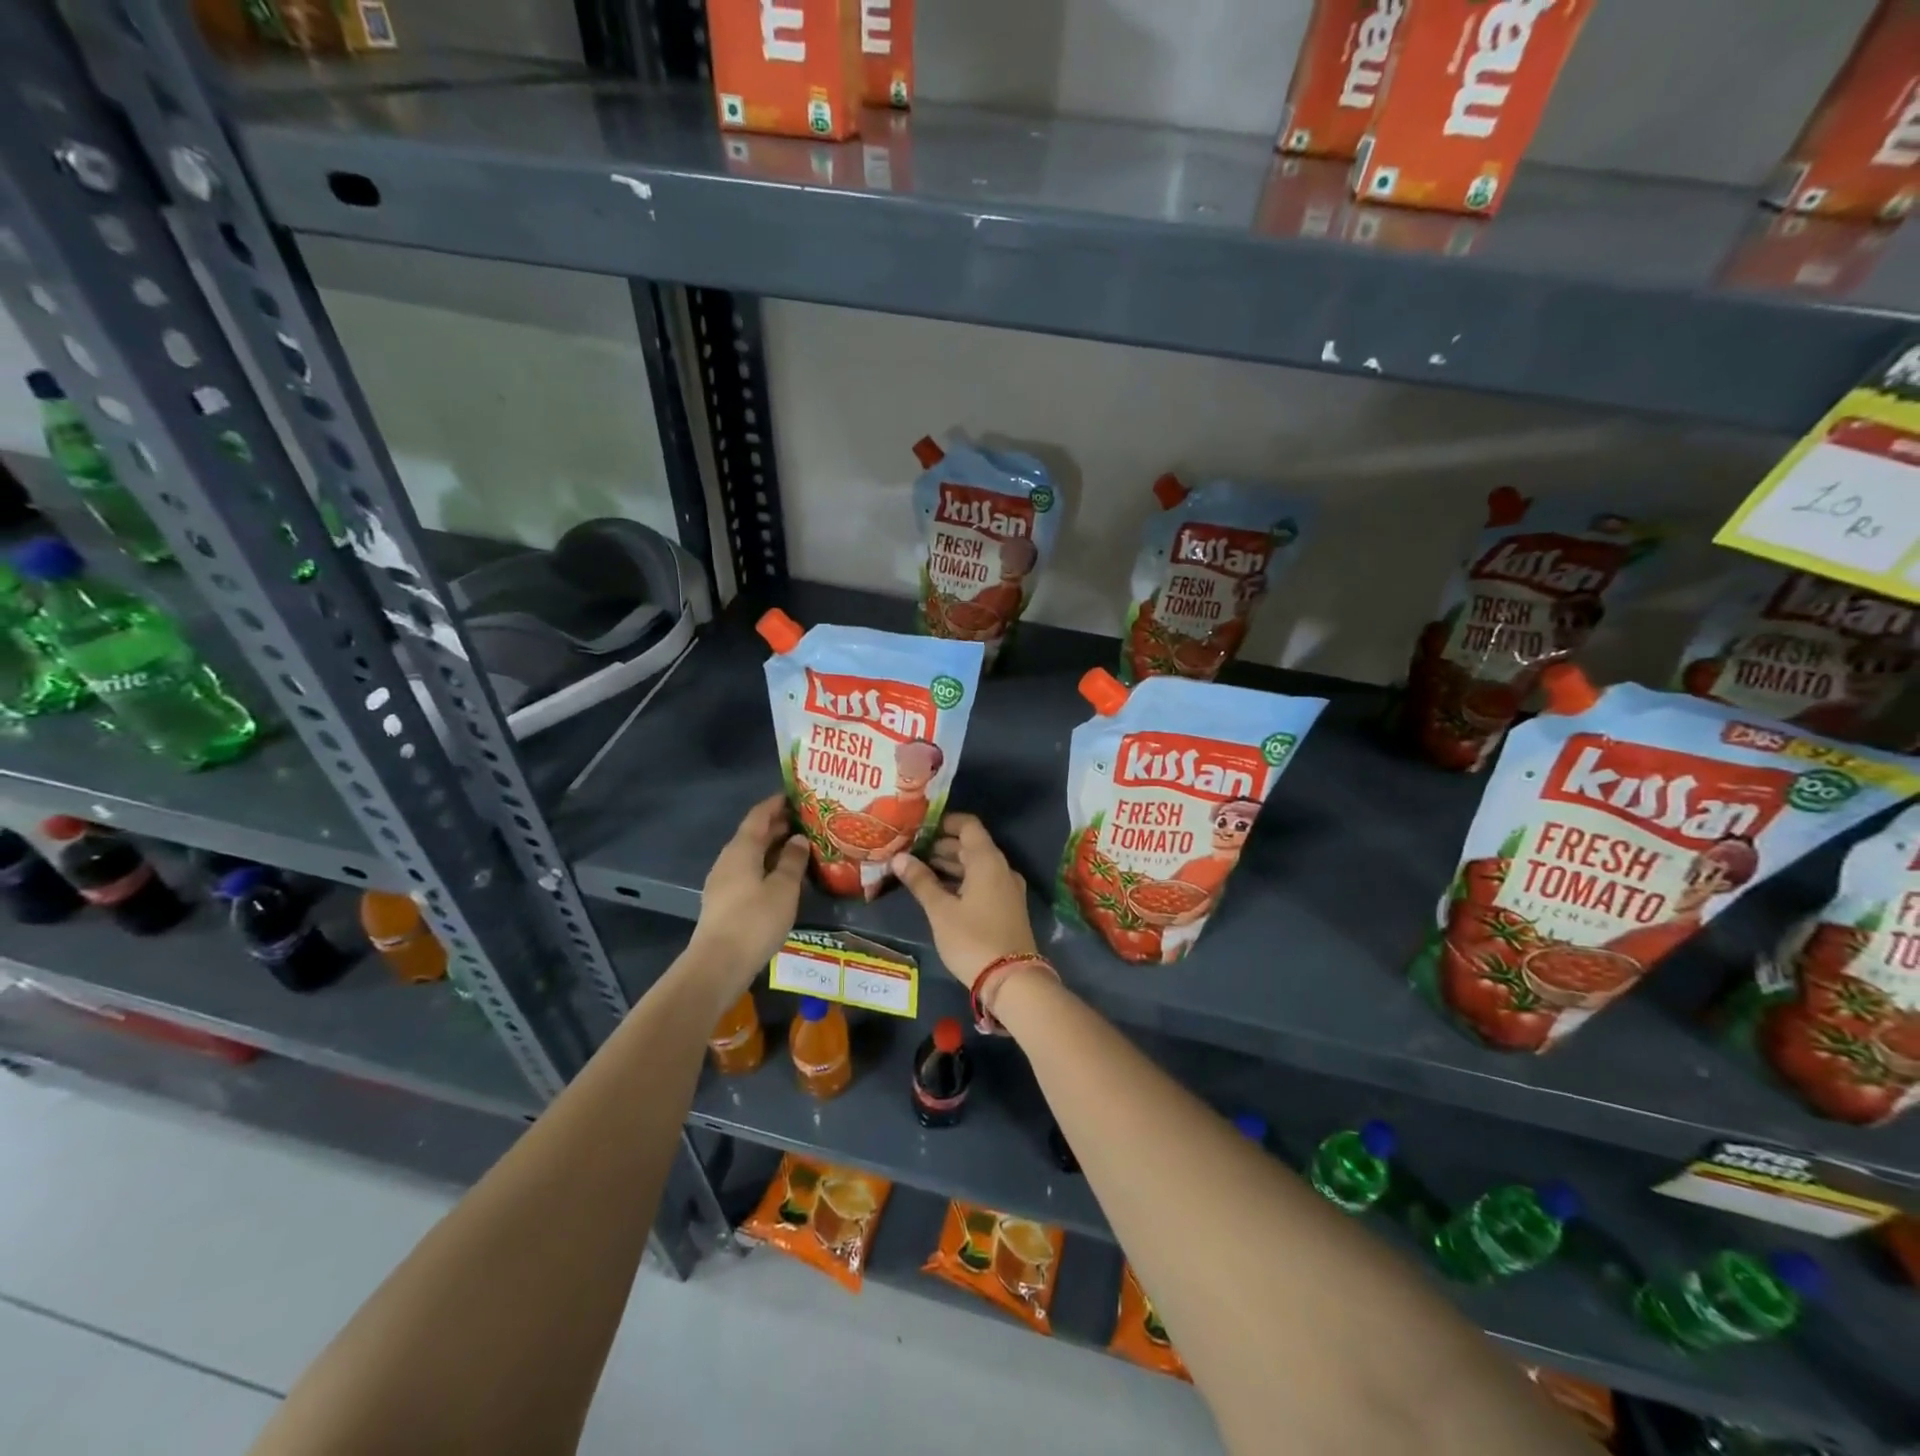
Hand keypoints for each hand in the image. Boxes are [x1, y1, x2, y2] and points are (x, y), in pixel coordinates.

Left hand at [688, 794, 809, 990]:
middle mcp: (728, 859)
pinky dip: (765, 866)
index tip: (797, 796)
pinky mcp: (723, 901)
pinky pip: (747, 872)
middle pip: (753, 834)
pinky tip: (782, 877)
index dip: (776, 803)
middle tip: (806, 822)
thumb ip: (793, 861)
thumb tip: (799, 839)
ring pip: (750, 854)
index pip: (759, 815)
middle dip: (778, 826)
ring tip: (800, 848)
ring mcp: (722, 881)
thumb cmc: (754, 921)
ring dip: (773, 848)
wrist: (717, 965)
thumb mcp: (783, 889)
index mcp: (742, 849)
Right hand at [890, 813, 1036, 985]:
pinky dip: (962, 880)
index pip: (968, 825)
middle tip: (912, 851)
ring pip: (977, 865)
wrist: (1012, 980)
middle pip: (972, 845)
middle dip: (942, 845)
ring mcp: (1007, 888)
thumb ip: (920, 881)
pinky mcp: (1008, 907)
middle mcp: (1001, 868)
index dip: (944, 822)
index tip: (920, 828)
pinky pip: (983, 882)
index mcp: (987, 860)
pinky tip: (941, 891)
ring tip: (920, 870)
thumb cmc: (972, 939)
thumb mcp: (940, 911)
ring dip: (951, 864)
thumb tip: (899, 857)